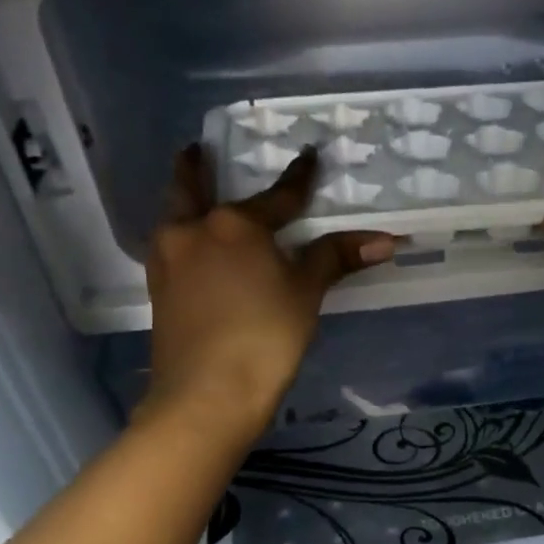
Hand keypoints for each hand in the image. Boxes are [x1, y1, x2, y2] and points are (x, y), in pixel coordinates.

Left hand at [146, 144, 394, 442]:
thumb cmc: (263, 337)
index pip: (277, 197)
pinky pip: (171, 249)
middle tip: (197, 148)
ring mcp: (169, 262)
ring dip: (183, 201)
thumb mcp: (305, 294)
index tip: (308, 155)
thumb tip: (385, 239)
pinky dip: (182, 237)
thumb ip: (335, 259)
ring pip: (175, 218)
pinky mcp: (159, 293)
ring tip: (192, 196)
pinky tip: (191, 250)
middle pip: (192, 189)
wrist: (206, 394)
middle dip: (196, 168)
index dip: (299, 179)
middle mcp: (193, 232)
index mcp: (234, 224)